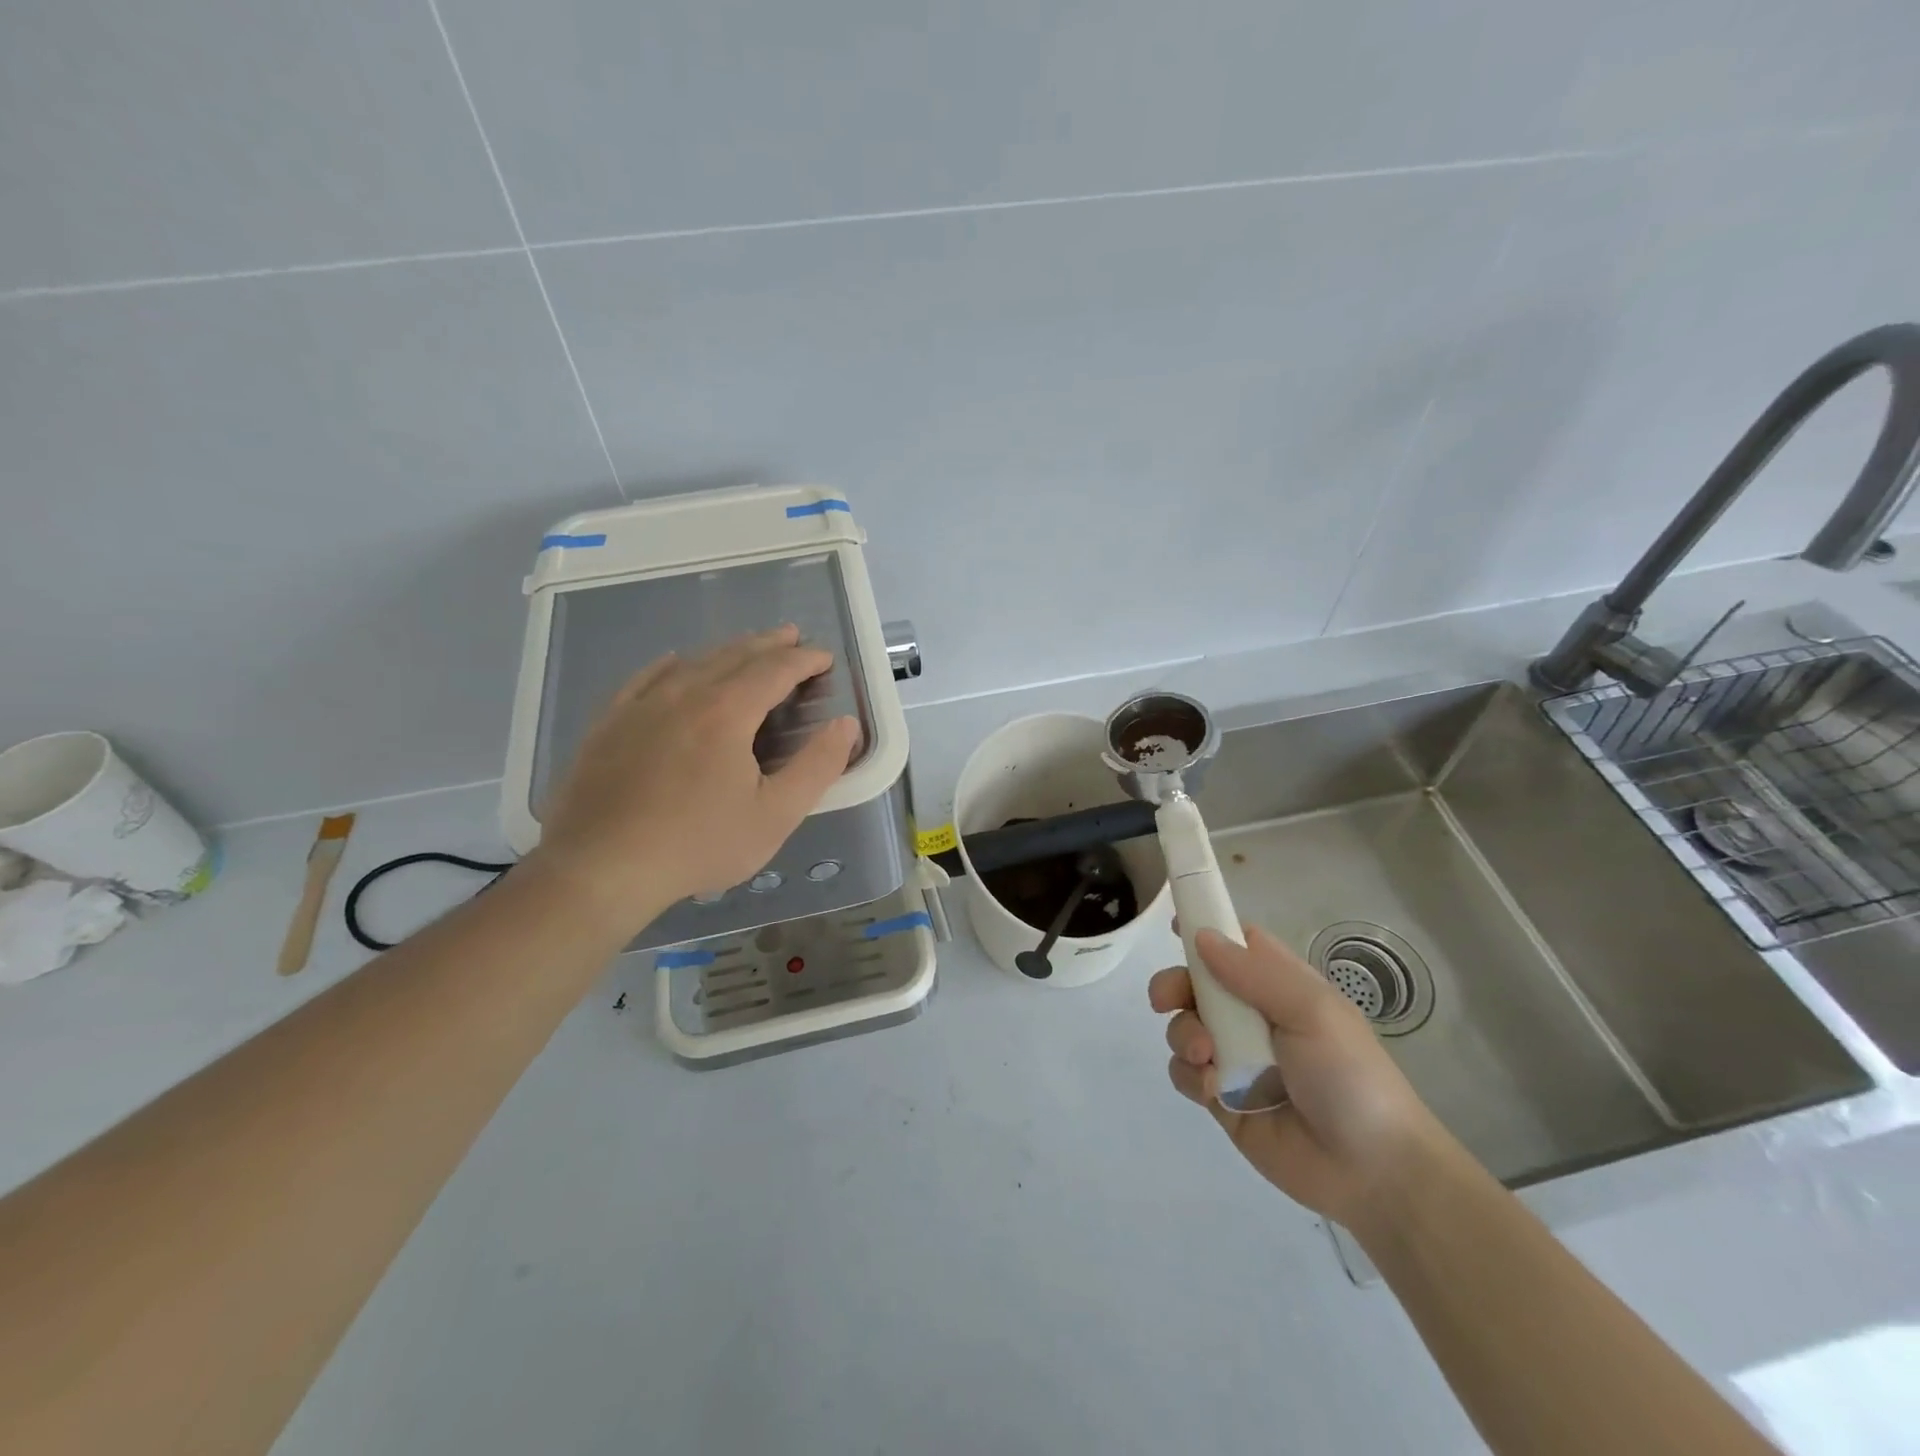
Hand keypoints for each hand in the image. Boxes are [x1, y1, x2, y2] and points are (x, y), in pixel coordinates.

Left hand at [528, 626, 859, 932]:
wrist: (601, 868)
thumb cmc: (698, 844)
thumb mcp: (775, 815)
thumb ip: (817, 766)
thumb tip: (846, 725)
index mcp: (727, 711)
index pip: (775, 670)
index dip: (804, 660)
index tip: (824, 657)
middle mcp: (684, 694)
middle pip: (734, 656)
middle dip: (768, 645)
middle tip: (791, 637)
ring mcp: (641, 705)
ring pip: (692, 662)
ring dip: (726, 651)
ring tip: (746, 648)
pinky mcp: (609, 724)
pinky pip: (645, 678)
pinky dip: (670, 665)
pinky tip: (674, 662)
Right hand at [1150, 924, 1447, 1225]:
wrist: (1373, 1171)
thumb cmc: (1350, 1075)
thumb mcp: (1312, 1011)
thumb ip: (1254, 972)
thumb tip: (1201, 935)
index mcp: (1280, 987)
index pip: (1237, 945)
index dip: (1207, 931)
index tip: (1175, 927)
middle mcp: (1253, 1016)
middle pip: (1197, 984)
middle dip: (1174, 986)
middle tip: (1164, 999)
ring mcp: (1235, 1058)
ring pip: (1184, 1028)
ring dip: (1185, 1035)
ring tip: (1207, 1056)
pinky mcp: (1222, 1099)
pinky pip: (1186, 1074)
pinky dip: (1191, 1076)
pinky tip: (1215, 1090)